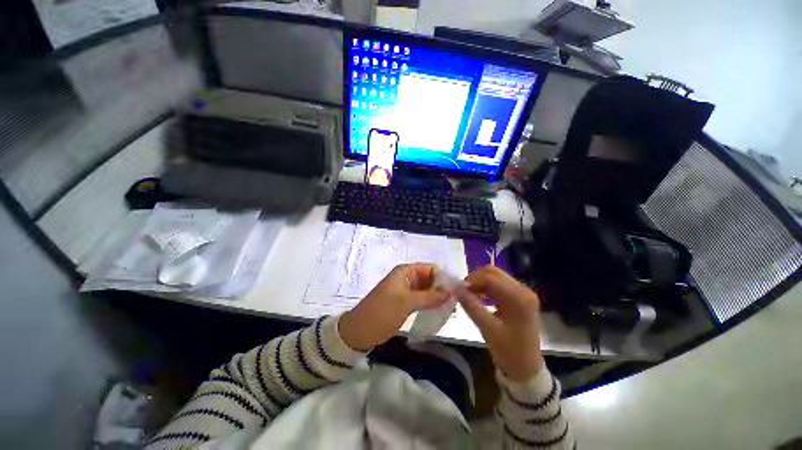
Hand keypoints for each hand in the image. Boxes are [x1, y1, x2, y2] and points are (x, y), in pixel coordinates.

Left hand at [339, 264, 448, 351]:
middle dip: (442, 289)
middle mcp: (407, 278)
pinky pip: (422, 300)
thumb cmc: (382, 312)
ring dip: (437, 298)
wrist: (359, 331)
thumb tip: (451, 291)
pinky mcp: (406, 303)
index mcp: (406, 271)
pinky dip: (430, 304)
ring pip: (427, 290)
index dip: (443, 278)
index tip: (456, 292)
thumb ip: (429, 296)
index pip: (430, 269)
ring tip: (450, 309)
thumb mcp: (406, 302)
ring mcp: (406, 291)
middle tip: (455, 304)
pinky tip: (440, 312)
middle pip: (430, 279)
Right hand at [456, 266, 543, 381]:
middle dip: (476, 279)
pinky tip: (479, 297)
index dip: (472, 280)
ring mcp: (523, 293)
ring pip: (495, 277)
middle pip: (494, 273)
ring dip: (480, 282)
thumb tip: (455, 287)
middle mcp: (523, 290)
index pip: (490, 278)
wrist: (527, 369)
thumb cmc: (508, 351)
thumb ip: (471, 305)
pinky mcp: (519, 297)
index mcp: (519, 297)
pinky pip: (499, 285)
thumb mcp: (487, 328)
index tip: (458, 288)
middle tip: (463, 291)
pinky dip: (487, 288)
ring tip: (469, 294)